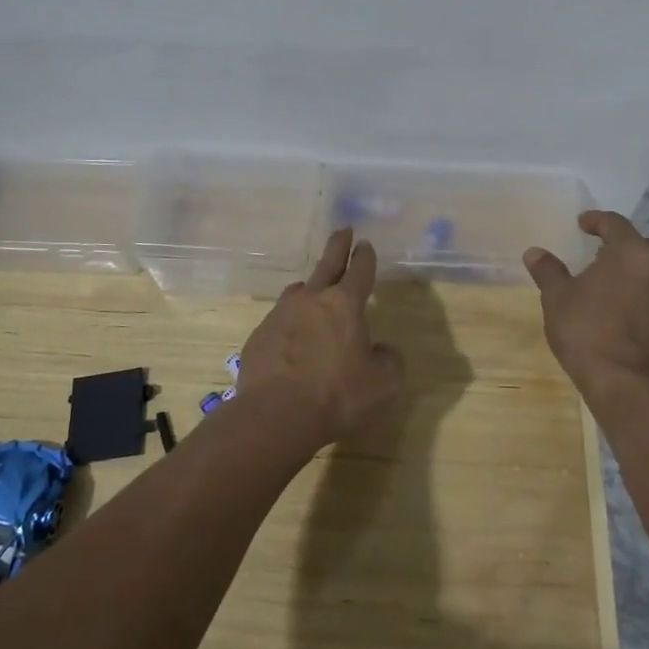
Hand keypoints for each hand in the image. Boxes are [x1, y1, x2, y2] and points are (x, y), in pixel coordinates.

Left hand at [235, 228, 405, 449]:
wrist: (276, 417)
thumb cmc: (338, 396)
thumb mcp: (384, 384)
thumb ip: (389, 360)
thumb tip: (381, 350)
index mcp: (344, 304)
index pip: (359, 271)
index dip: (365, 257)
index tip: (365, 245)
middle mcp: (311, 301)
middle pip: (327, 264)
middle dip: (338, 246)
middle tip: (343, 231)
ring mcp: (280, 316)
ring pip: (298, 292)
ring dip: (310, 290)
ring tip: (314, 296)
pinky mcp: (259, 337)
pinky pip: (279, 323)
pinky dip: (290, 326)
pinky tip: (292, 345)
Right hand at [524, 211, 648, 398]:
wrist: (624, 382)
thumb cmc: (586, 330)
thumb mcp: (557, 298)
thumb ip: (548, 270)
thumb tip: (534, 252)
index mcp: (630, 253)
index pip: (616, 224)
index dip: (597, 220)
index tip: (582, 224)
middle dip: (629, 243)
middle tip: (605, 253)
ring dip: (641, 271)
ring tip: (616, 283)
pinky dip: (648, 297)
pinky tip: (628, 312)